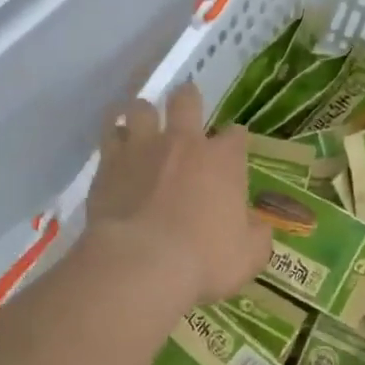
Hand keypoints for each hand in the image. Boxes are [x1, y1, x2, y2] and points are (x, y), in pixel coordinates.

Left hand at [84, 84, 272, 308]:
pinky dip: (113, 135)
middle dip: (188, 101)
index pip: (236, 135)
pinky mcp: (108, 164)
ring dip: (144, 113)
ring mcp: (142, 149)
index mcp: (223, 162)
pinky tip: (115, 146)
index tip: (233, 152)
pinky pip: (109, 133)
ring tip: (144, 126)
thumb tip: (255, 225)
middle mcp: (183, 143)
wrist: (141, 264)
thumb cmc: (204, 262)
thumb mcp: (248, 257)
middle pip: (186, 100)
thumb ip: (256, 235)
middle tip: (185, 113)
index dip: (235, 141)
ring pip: (141, 108)